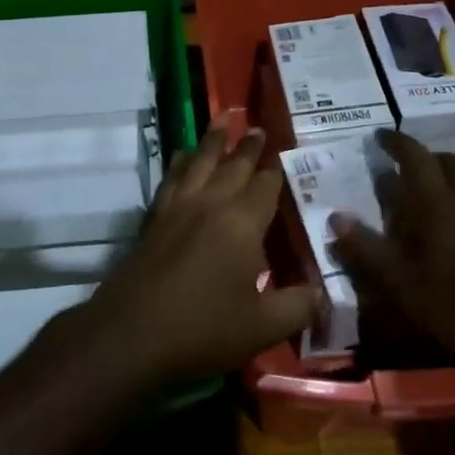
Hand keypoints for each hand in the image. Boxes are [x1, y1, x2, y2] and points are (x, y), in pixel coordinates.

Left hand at [84, 120, 320, 385]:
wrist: (130, 335)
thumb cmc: (202, 329)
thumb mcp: (261, 328)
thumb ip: (298, 307)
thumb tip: (324, 294)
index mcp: (242, 223)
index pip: (265, 186)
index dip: (276, 171)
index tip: (284, 153)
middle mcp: (211, 204)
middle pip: (233, 166)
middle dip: (248, 146)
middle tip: (257, 127)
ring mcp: (178, 208)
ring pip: (199, 162)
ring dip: (212, 140)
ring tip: (222, 118)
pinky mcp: (153, 219)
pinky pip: (171, 178)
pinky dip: (180, 162)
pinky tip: (181, 156)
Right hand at [331, 131, 454, 357]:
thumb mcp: (402, 285)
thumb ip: (368, 250)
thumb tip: (336, 218)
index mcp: (438, 205)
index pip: (415, 158)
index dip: (397, 143)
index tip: (381, 134)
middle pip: (452, 163)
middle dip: (430, 158)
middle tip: (411, 167)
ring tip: (438, 204)